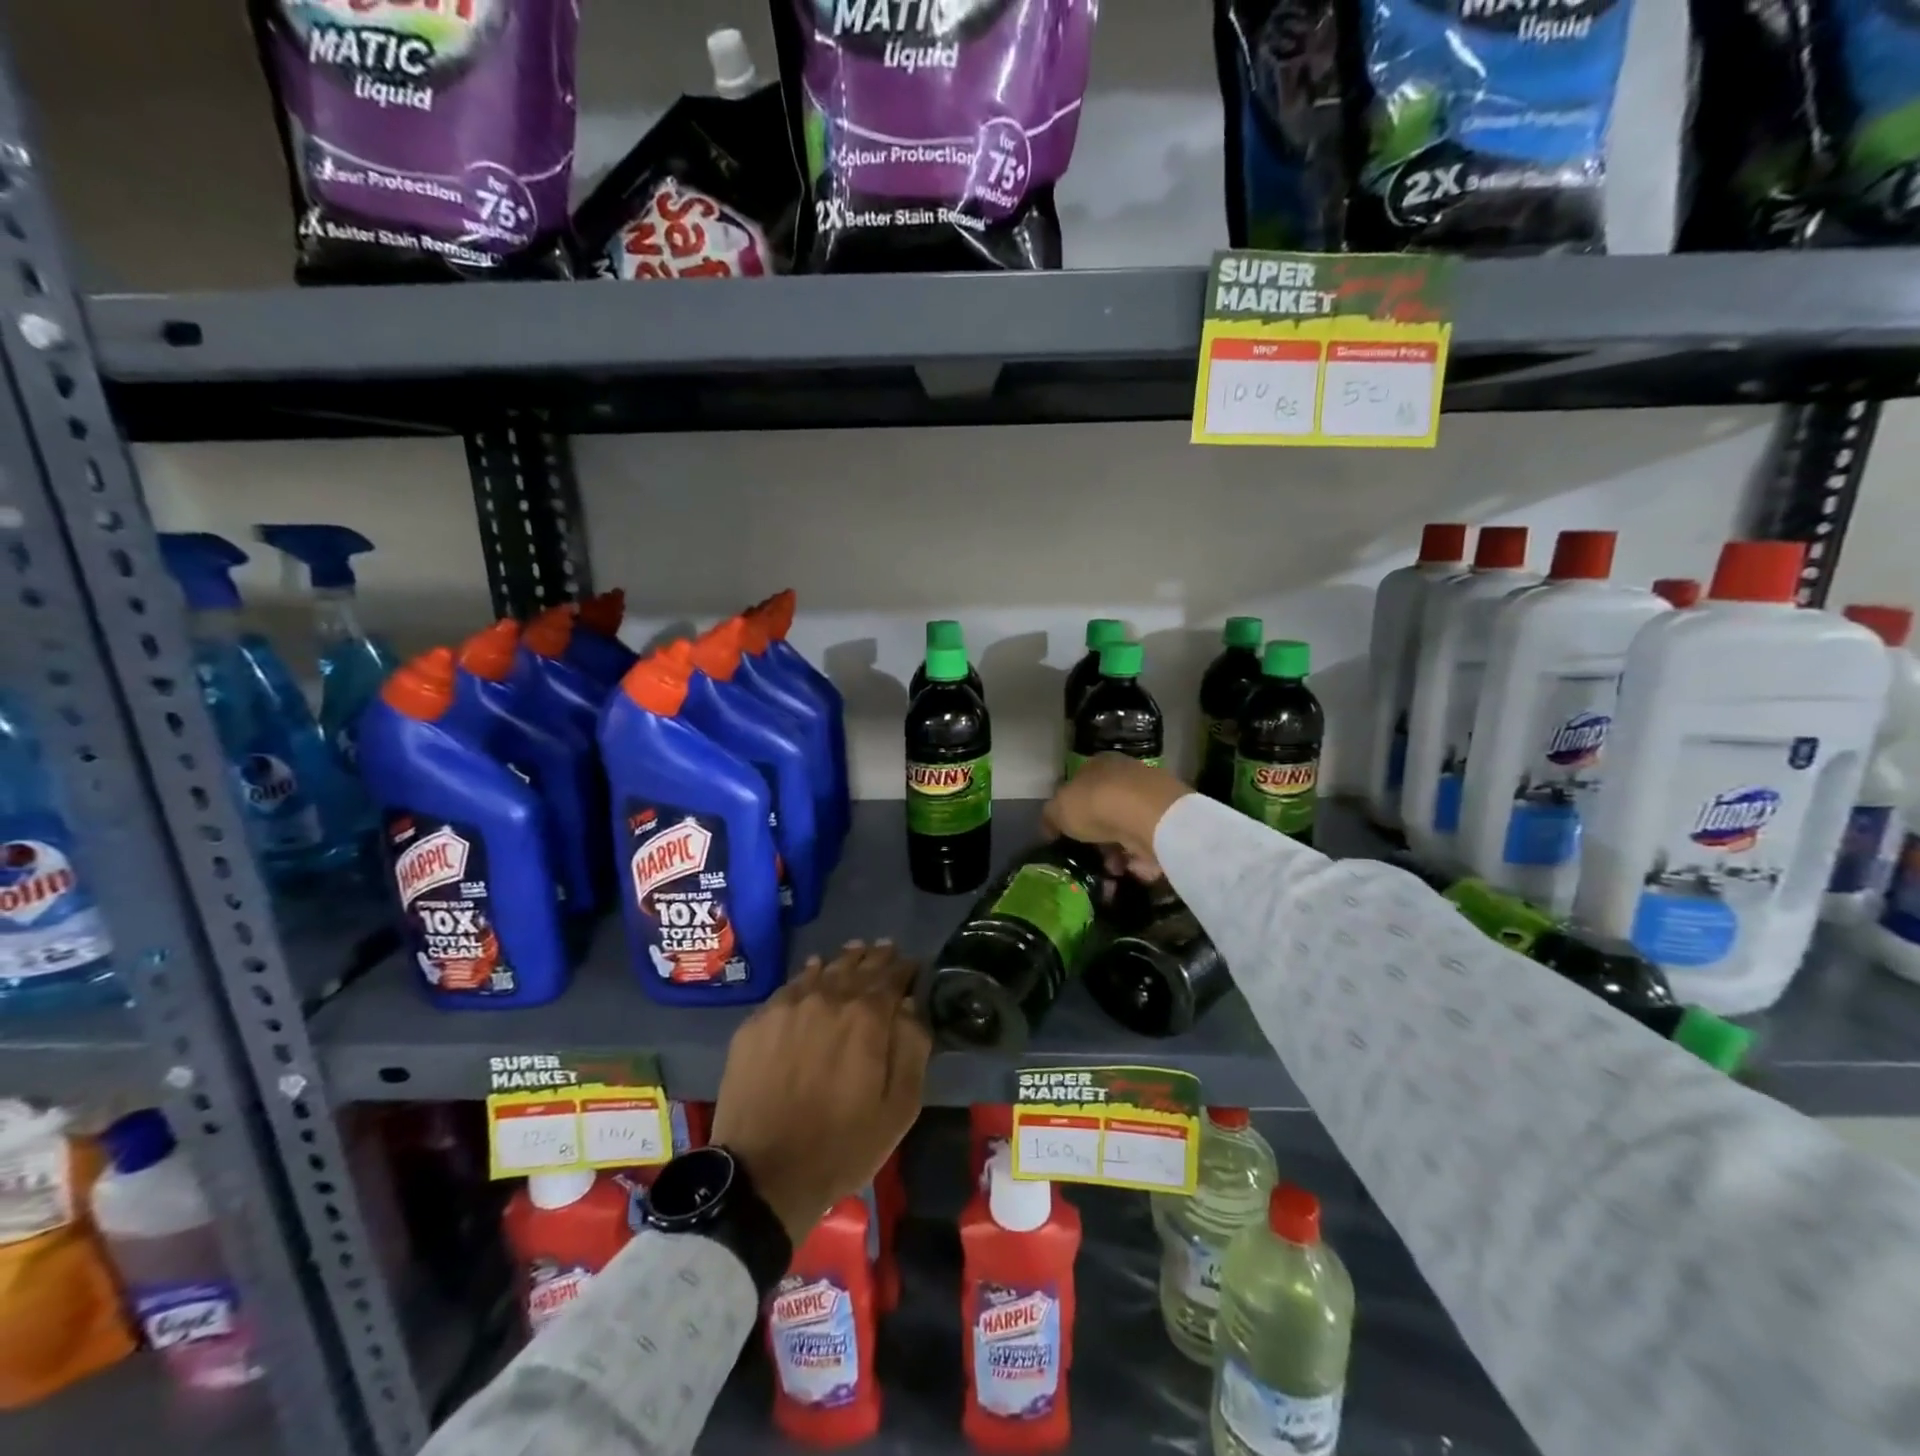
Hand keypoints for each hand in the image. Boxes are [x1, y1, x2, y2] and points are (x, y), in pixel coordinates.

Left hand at [710, 941, 930, 1241]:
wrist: (764, 1175)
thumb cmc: (843, 1145)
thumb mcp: (899, 1107)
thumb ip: (912, 1048)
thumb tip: (912, 1005)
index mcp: (867, 1017)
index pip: (892, 977)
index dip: (905, 968)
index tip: (913, 964)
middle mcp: (827, 998)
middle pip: (857, 966)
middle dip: (875, 957)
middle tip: (886, 949)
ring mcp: (788, 1007)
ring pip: (822, 970)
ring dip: (843, 961)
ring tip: (854, 952)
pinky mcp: (757, 1022)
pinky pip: (790, 987)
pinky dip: (808, 975)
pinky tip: (813, 972)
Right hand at [1042, 753, 1191, 880]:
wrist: (1151, 816)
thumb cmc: (1097, 804)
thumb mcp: (1059, 810)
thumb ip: (1051, 818)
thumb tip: (1049, 827)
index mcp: (1098, 764)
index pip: (1081, 785)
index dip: (1073, 811)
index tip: (1069, 836)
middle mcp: (1126, 774)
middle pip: (1107, 809)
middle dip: (1098, 837)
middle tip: (1092, 858)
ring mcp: (1151, 796)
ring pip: (1128, 828)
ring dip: (1119, 852)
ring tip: (1113, 871)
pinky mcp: (1170, 819)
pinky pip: (1149, 843)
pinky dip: (1141, 858)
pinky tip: (1133, 868)